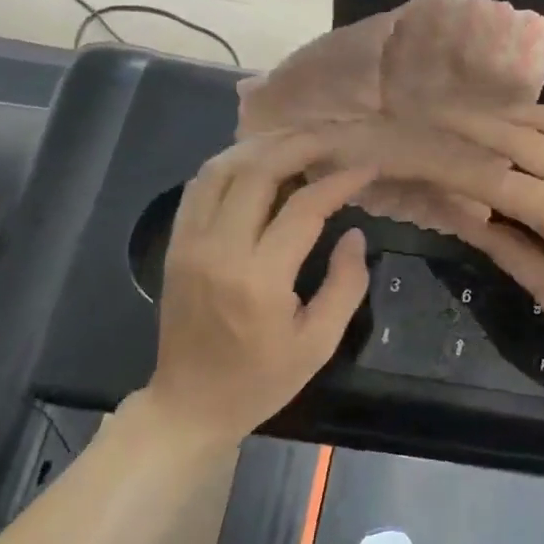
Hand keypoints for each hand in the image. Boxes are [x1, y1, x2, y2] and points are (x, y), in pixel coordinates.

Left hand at [146, 132, 373, 443]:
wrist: (189, 404)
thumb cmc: (261, 380)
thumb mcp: (318, 343)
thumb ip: (345, 285)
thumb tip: (354, 233)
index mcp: (259, 279)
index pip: (304, 208)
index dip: (340, 181)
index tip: (367, 168)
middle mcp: (219, 249)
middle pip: (259, 172)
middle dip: (301, 145)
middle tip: (334, 139)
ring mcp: (190, 243)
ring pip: (223, 169)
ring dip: (263, 145)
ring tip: (298, 139)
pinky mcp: (176, 244)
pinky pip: (200, 186)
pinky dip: (231, 162)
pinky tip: (257, 160)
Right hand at [435, 106, 543, 374]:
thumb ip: (504, 246)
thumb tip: (460, 212)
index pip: (489, 178)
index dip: (445, 163)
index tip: (413, 149)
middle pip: (516, 135)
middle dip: (468, 122)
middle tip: (432, 112)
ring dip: (509, 114)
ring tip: (477, 117)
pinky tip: (533, 126)